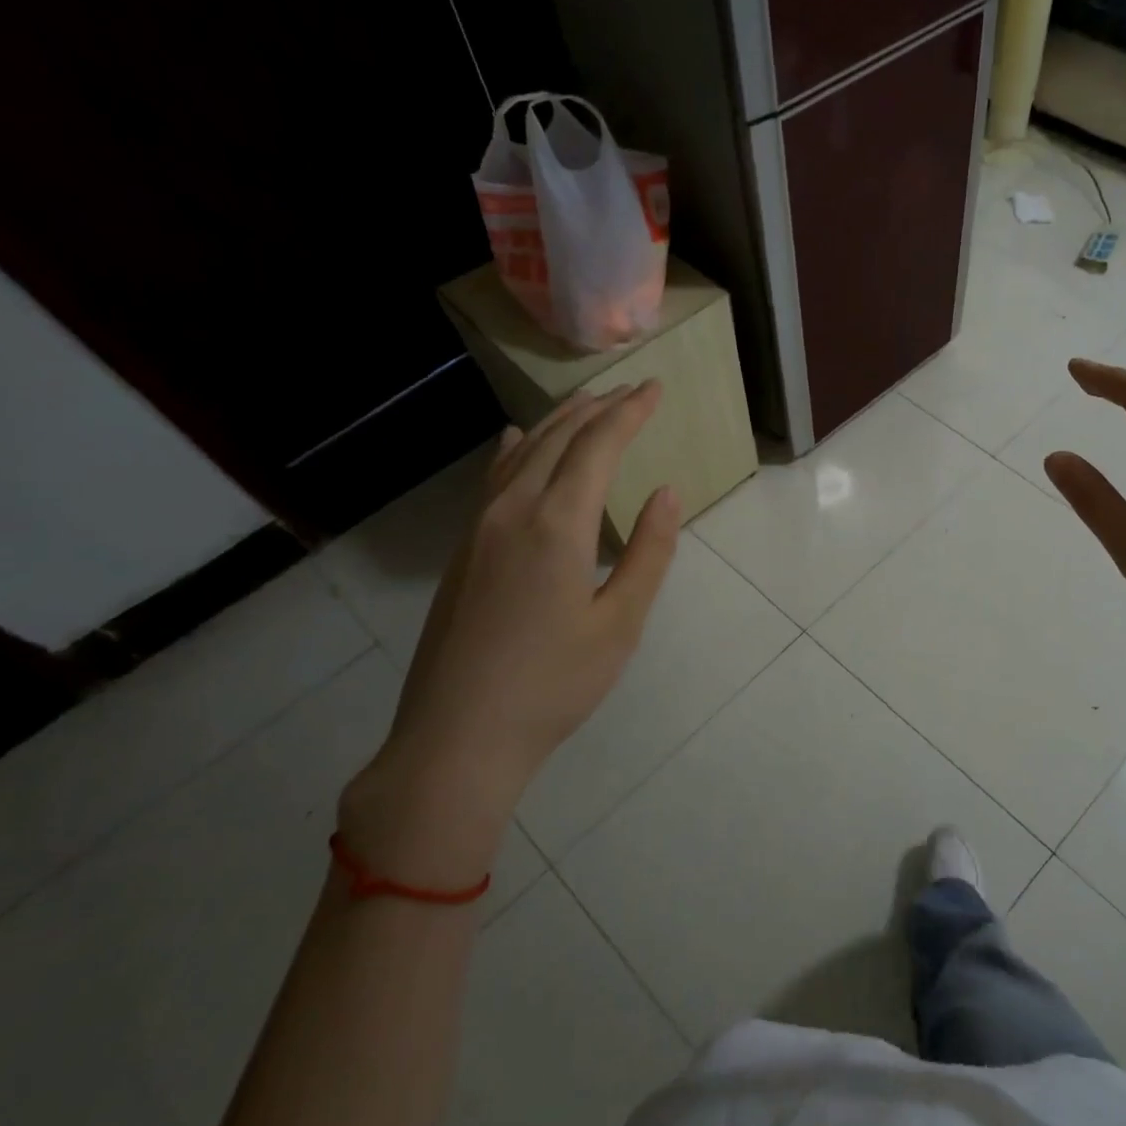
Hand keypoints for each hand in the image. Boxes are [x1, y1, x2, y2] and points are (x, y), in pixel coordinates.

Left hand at [340, 382, 678, 882]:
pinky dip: (517, 450)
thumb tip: (666, 492)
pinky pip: (494, 479)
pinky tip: (517, 442)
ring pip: (522, 453)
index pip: (598, 447)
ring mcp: (479, 528)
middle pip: (558, 439)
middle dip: (598, 409)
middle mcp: (513, 510)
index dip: (629, 414)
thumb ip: (647, 553)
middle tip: (630, 390)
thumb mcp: (619, 624)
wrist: (458, 736)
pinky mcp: (464, 550)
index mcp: (557, 525)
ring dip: (558, 423)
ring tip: (588, 404)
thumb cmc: (553, 685)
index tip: (655, 389)